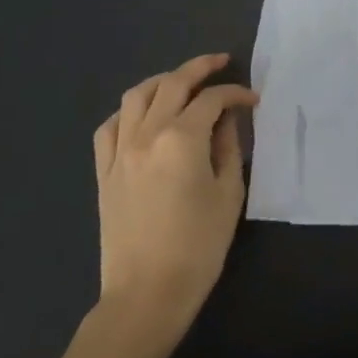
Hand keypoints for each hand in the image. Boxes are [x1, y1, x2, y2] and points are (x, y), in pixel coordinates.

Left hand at [92, 53, 257, 337]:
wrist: (146, 294)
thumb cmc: (198, 245)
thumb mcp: (228, 192)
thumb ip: (229, 146)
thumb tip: (227, 119)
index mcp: (182, 138)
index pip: (212, 99)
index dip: (236, 93)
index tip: (253, 100)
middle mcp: (147, 134)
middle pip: (172, 84)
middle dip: (200, 68)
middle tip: (221, 63)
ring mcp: (119, 152)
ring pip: (136, 96)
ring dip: (162, 81)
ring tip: (181, 83)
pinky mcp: (104, 172)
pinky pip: (110, 127)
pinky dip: (128, 112)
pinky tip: (143, 117)